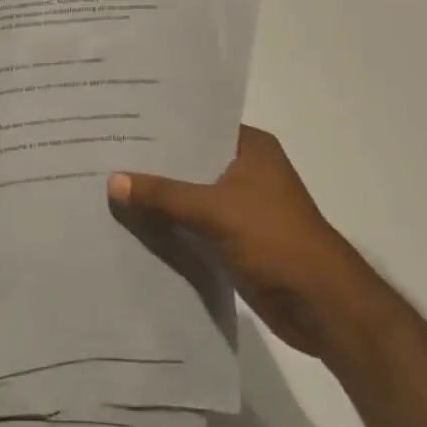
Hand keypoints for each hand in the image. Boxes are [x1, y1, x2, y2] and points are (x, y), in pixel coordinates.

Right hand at [110, 126, 369, 356]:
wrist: (324, 309)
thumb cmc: (277, 243)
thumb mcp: (215, 211)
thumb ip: (163, 195)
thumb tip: (112, 181)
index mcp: (250, 147)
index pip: (196, 123)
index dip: (158, 122)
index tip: (117, 118)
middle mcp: (245, 169)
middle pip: (188, 158)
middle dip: (151, 160)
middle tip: (102, 149)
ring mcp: (240, 205)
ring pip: (187, 191)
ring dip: (157, 194)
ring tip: (106, 182)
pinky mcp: (233, 237)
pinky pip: (191, 221)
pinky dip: (167, 222)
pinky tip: (131, 220)